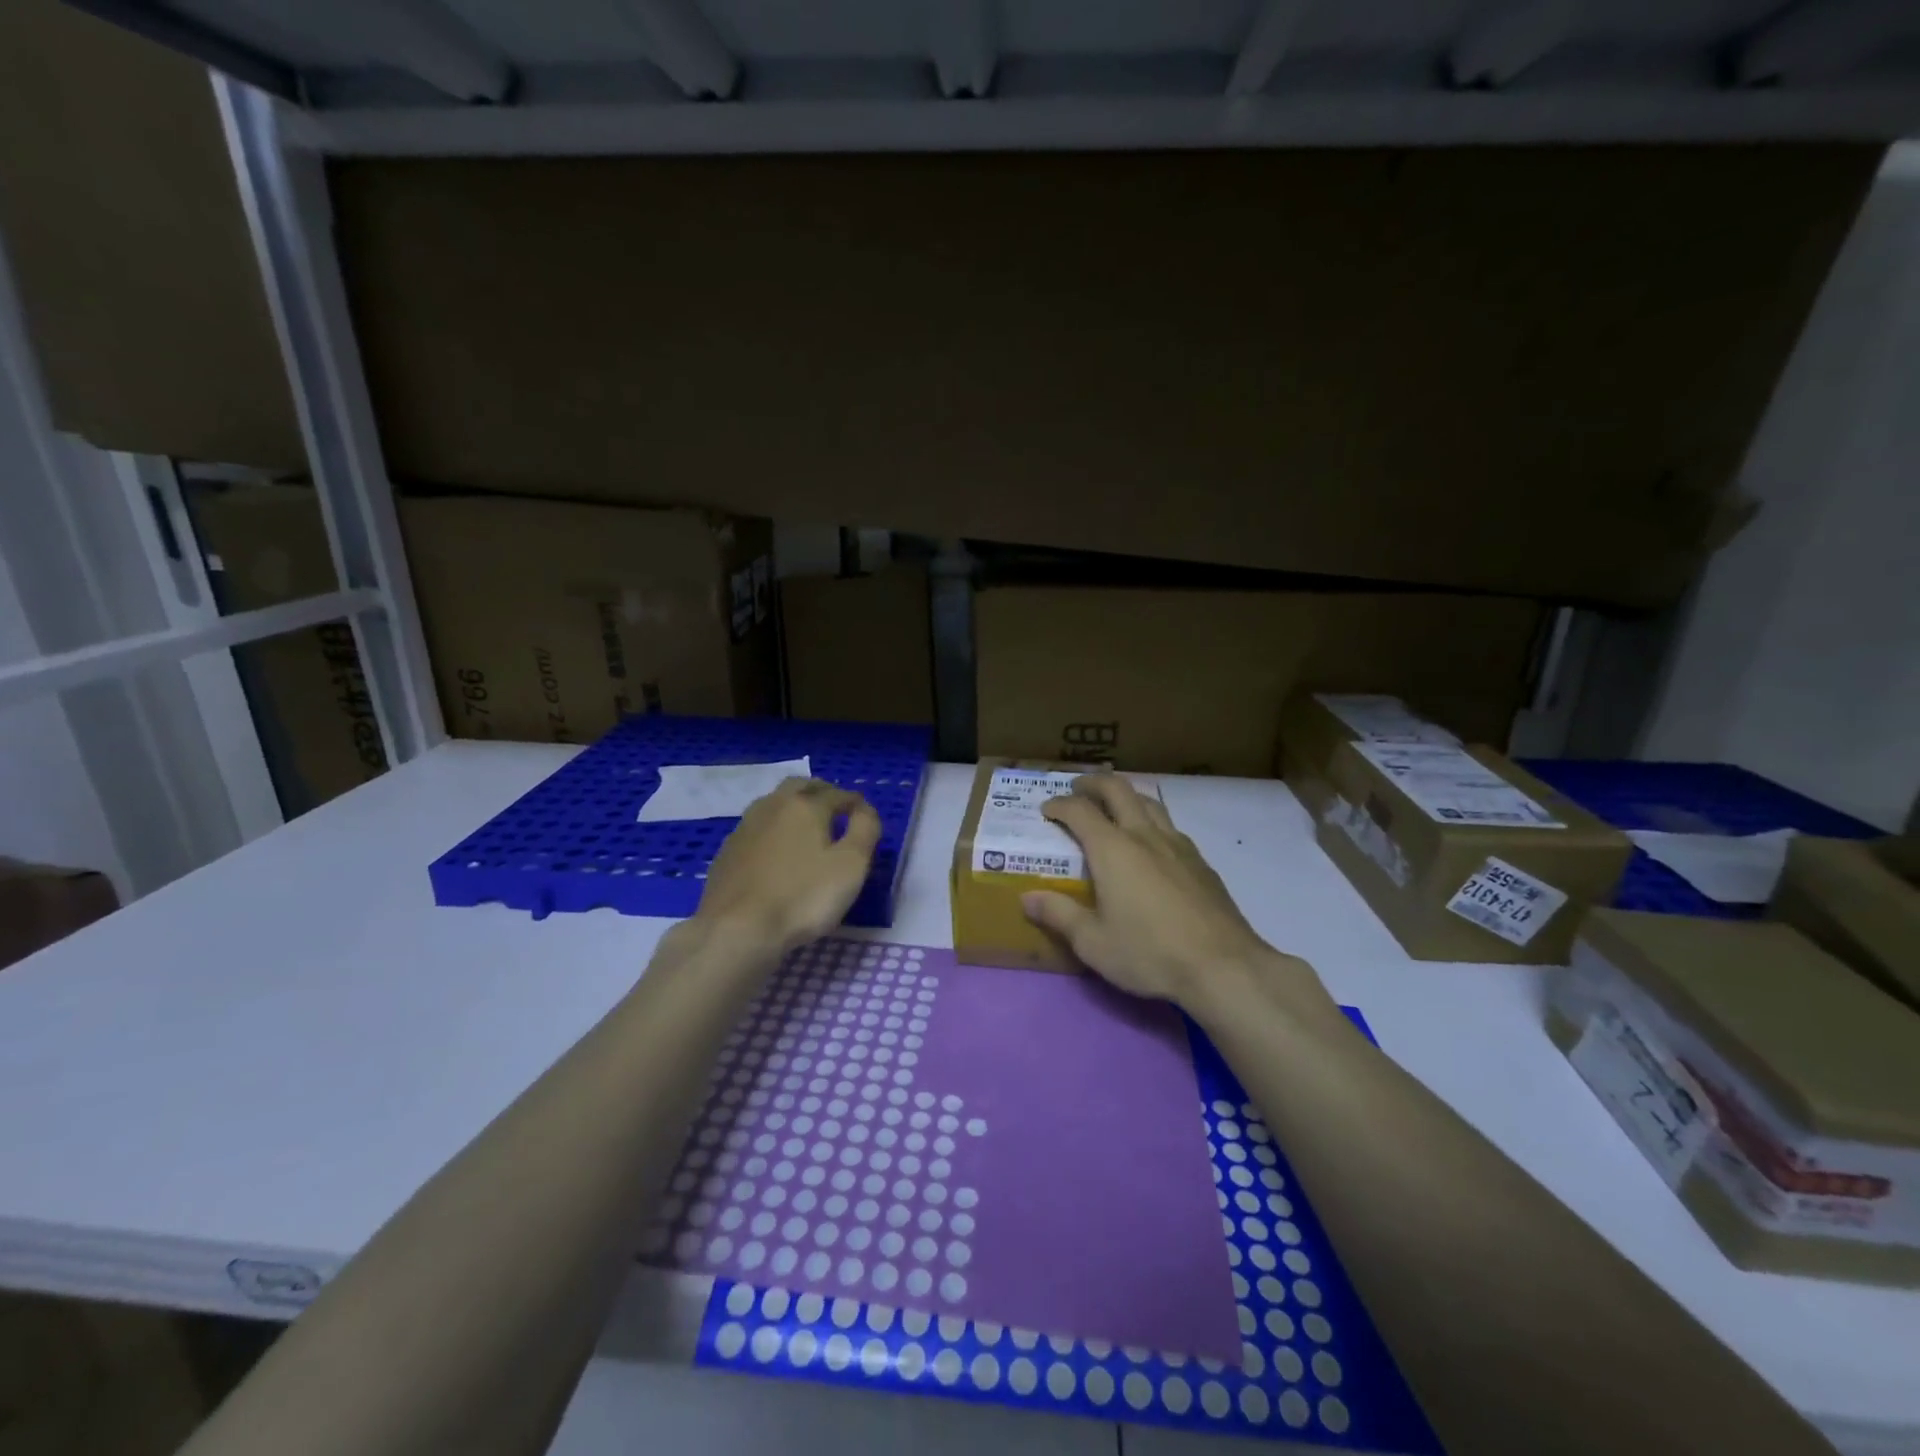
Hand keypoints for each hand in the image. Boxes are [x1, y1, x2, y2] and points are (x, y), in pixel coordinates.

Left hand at [696, 779, 881, 954]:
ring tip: (807, 828)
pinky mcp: (727, 851)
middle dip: (821, 792)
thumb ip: (865, 830)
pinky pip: (756, 828)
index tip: (865, 816)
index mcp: (806, 805)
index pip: (838, 794)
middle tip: (835, 810)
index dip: (856, 803)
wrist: (736, 929)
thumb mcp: (851, 865)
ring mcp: (745, 827)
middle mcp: (773, 806)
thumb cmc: (803, 896)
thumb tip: (865, 810)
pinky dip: (773, 830)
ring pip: (774, 803)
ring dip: (793, 807)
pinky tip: (776, 851)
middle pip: (800, 787)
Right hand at [1022, 775, 1280, 1008]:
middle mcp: (1144, 835)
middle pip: (1118, 790)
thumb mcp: (1093, 943)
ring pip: (1149, 802)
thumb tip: (1028, 898)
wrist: (1223, 966)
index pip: (1080, 811)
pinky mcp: (1201, 862)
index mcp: (1112, 850)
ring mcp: (1178, 845)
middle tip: (1078, 789)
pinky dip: (1151, 821)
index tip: (1046, 809)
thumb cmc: (1149, 953)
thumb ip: (1059, 915)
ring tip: (1114, 808)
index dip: (1059, 805)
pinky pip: (1170, 826)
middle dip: (1093, 783)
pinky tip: (1152, 845)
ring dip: (1126, 796)